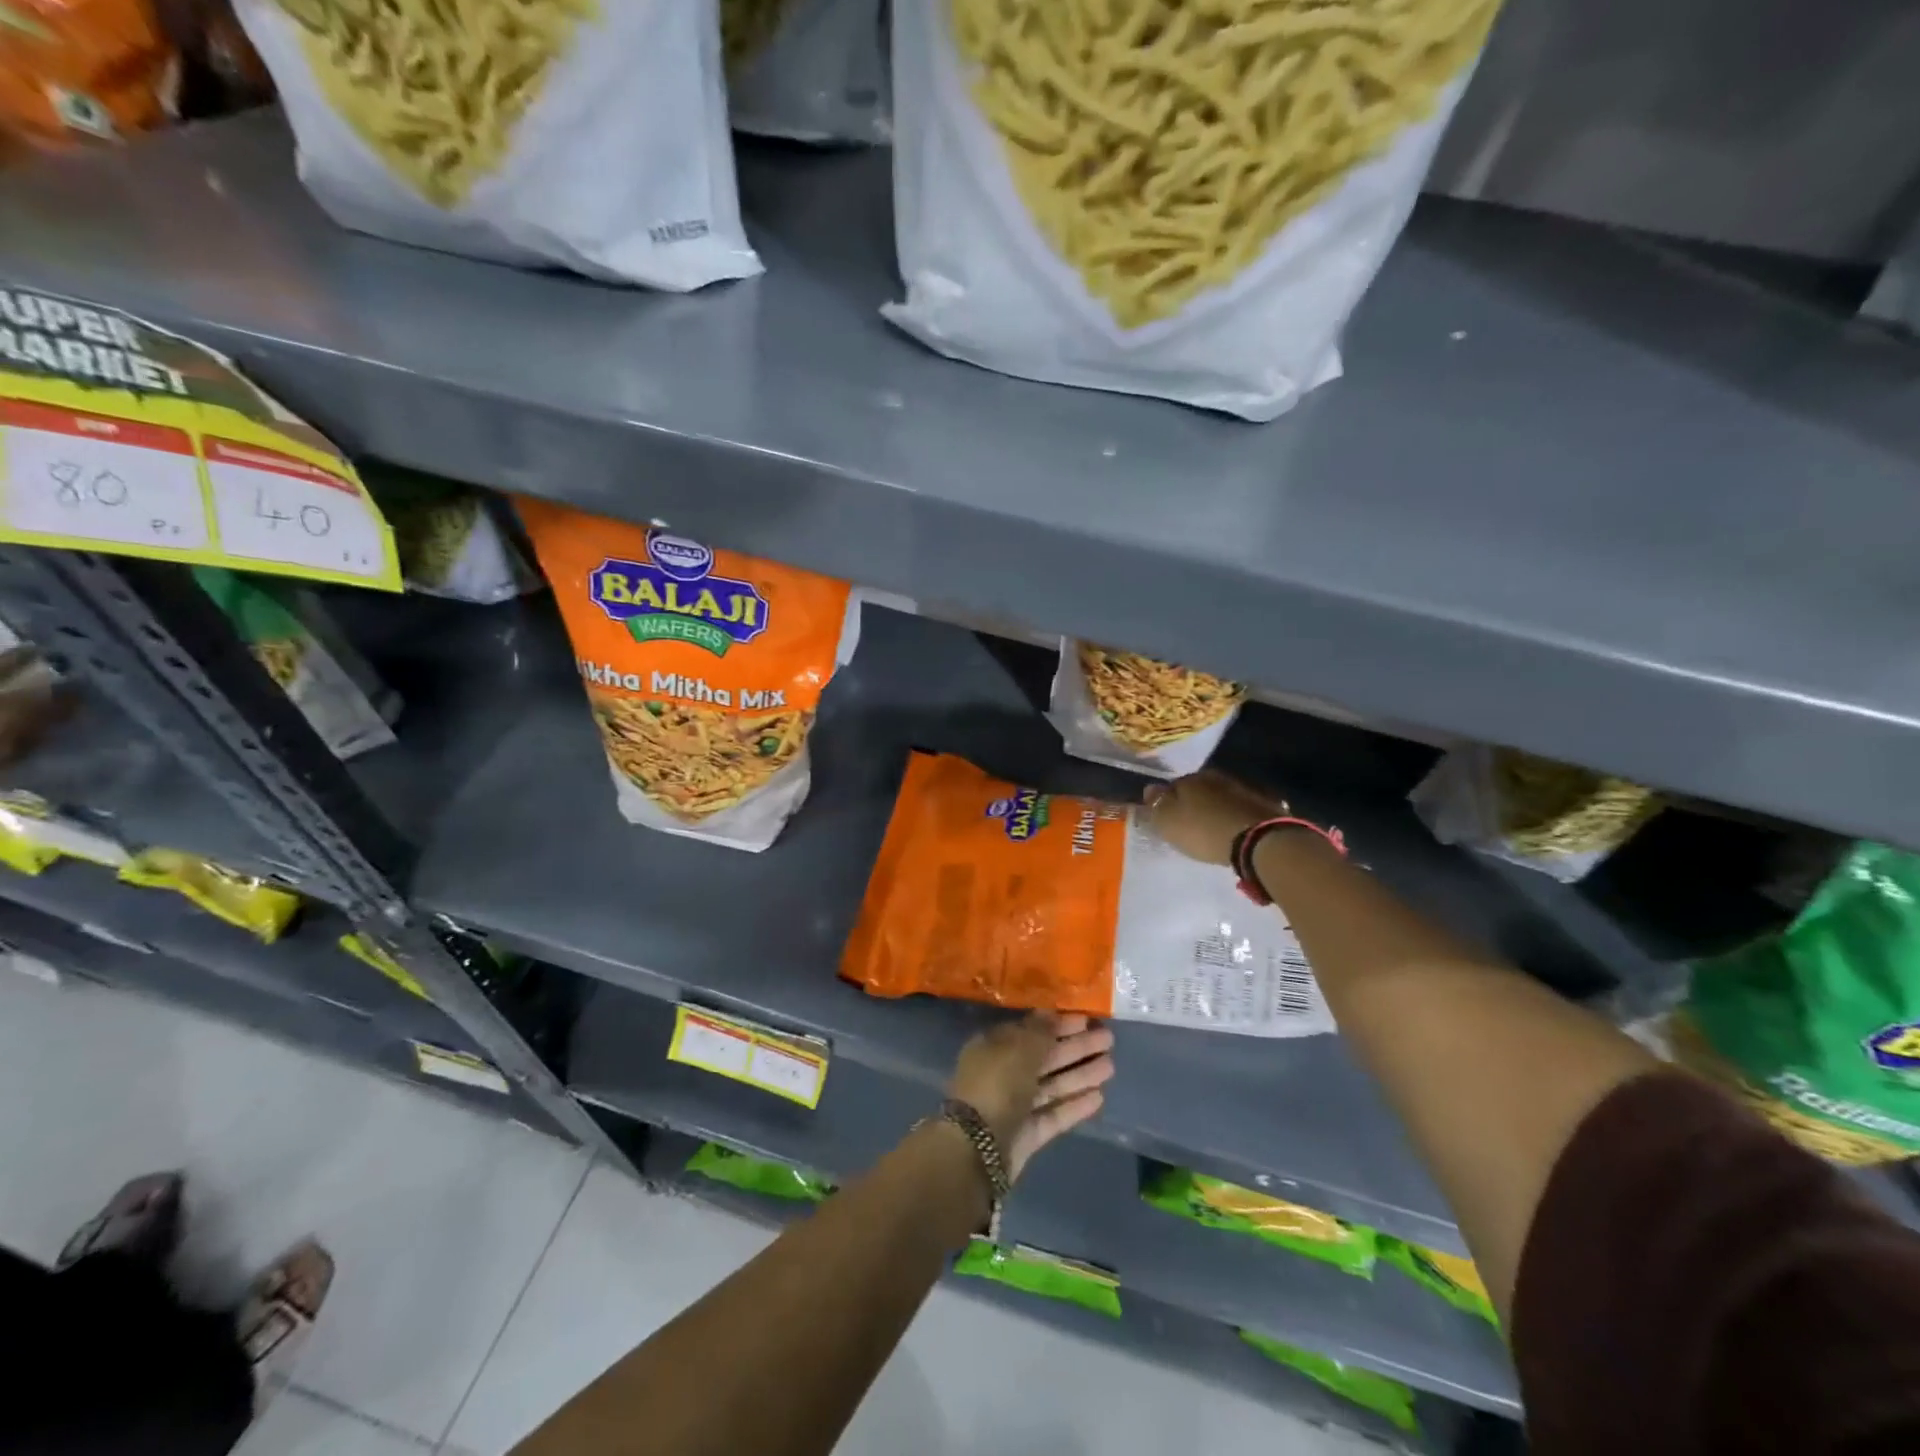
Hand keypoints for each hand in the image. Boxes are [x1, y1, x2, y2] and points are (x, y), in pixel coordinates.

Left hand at [948, 1012, 1114, 1179]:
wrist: (977, 1150)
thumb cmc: (996, 1086)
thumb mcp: (1018, 1049)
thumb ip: (1040, 1032)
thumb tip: (1052, 1012)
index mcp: (994, 1047)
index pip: (1031, 1030)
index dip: (1058, 1024)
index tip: (1086, 1019)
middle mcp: (1003, 1073)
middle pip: (1045, 1057)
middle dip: (1076, 1048)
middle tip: (1108, 1039)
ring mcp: (1015, 1105)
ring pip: (1052, 1085)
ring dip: (1080, 1075)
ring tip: (1110, 1066)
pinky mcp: (1027, 1134)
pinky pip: (1054, 1114)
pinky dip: (1074, 1105)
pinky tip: (1099, 1097)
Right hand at [1141, 770, 1284, 865]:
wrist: (1258, 840)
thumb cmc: (1203, 830)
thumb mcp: (1168, 822)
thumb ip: (1155, 804)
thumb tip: (1149, 788)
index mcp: (1190, 778)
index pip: (1172, 786)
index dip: (1168, 801)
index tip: (1167, 816)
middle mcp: (1216, 777)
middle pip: (1199, 789)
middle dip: (1193, 802)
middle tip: (1190, 823)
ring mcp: (1243, 789)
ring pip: (1222, 796)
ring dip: (1216, 808)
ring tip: (1213, 828)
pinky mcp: (1265, 804)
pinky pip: (1242, 808)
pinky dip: (1236, 816)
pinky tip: (1236, 829)